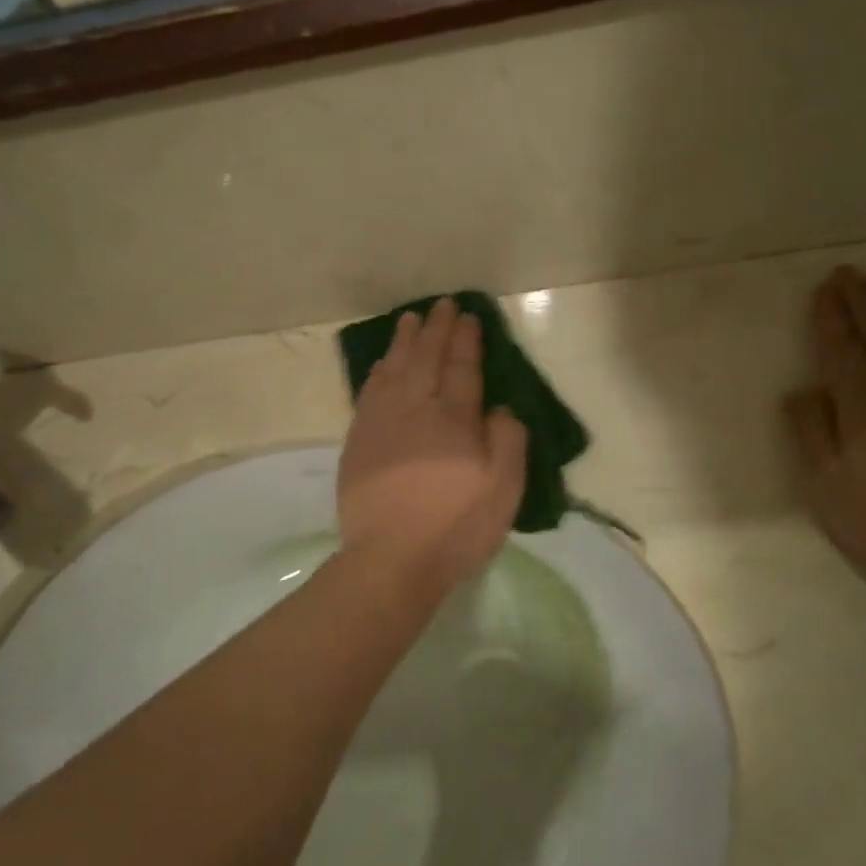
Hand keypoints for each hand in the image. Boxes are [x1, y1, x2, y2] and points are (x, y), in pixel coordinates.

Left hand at [339, 298, 528, 595]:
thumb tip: (499, 408)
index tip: (467, 316)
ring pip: (393, 370)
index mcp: (454, 418)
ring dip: (403, 342)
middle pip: (425, 359)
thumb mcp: (504, 488)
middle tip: (440, 305)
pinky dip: (377, 372)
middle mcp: (415, 409)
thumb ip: (508, 440)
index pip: (462, 367)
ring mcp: (381, 424)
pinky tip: (381, 364)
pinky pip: (369, 394)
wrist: (391, 560)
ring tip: (409, 320)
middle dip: (435, 329)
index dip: (466, 340)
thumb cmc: (456, 526)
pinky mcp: (358, 443)